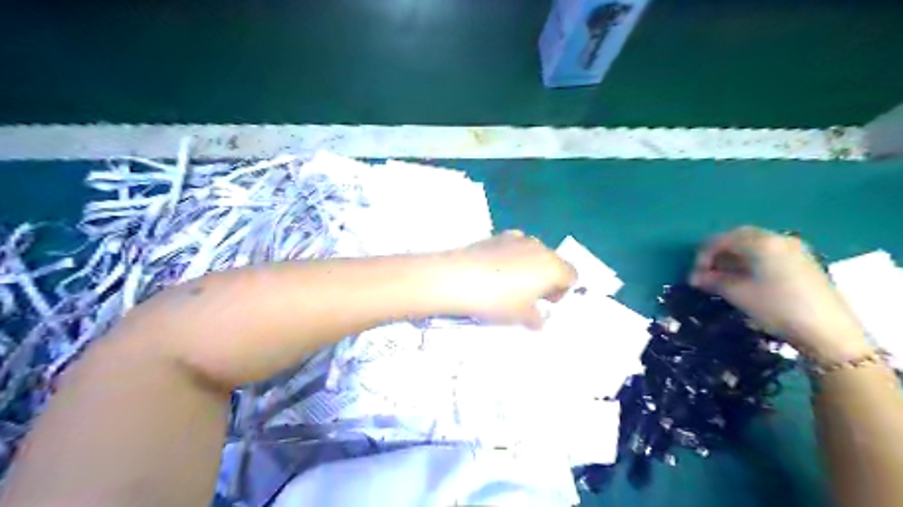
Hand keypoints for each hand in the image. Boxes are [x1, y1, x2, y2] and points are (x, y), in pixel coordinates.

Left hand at [445, 232, 578, 330]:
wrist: (458, 278)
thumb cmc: (497, 300)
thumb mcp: (520, 316)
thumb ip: (536, 318)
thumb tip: (539, 319)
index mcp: (552, 267)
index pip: (572, 276)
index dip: (562, 291)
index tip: (545, 303)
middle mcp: (539, 247)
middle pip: (553, 262)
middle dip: (546, 278)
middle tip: (528, 296)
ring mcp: (517, 238)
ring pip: (533, 253)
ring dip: (529, 267)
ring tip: (509, 283)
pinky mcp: (497, 235)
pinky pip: (514, 246)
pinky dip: (511, 257)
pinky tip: (494, 271)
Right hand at [693, 225, 867, 358]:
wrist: (828, 331)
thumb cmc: (776, 308)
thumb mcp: (738, 294)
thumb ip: (713, 281)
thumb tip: (695, 278)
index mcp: (760, 242)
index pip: (721, 240)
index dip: (702, 256)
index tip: (694, 276)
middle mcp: (777, 238)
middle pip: (738, 237)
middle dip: (717, 254)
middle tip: (705, 274)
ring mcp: (793, 248)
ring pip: (753, 245)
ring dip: (733, 258)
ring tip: (722, 278)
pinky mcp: (802, 261)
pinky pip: (767, 253)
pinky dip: (750, 261)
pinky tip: (744, 279)